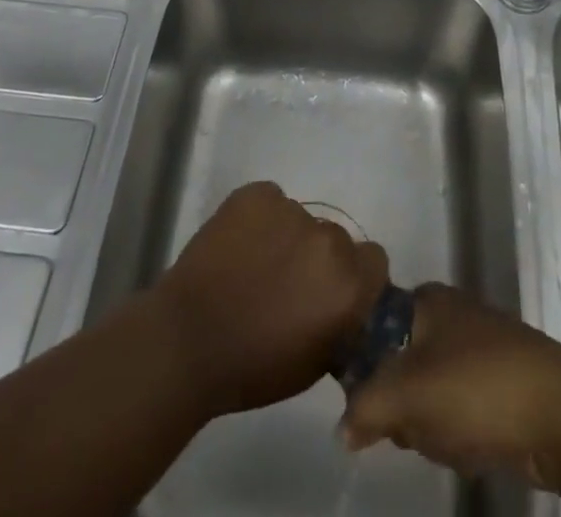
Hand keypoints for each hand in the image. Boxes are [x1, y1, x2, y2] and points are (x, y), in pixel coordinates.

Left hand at [152, 181, 388, 418]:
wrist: (187, 340)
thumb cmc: (253, 367)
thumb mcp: (315, 362)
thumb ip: (341, 322)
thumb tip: (345, 305)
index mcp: (348, 283)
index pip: (374, 261)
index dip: (355, 277)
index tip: (332, 292)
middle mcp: (328, 239)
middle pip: (336, 239)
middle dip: (317, 258)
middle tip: (288, 283)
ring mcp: (290, 210)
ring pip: (299, 220)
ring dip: (286, 239)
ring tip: (254, 266)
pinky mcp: (256, 193)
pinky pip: (269, 202)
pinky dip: (260, 220)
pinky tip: (238, 246)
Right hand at [340, 284, 560, 486]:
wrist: (560, 413)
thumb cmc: (475, 388)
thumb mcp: (405, 395)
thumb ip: (364, 407)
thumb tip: (343, 428)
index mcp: (425, 298)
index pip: (375, 325)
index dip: (366, 366)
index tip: (369, 401)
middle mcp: (451, 311)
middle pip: (402, 361)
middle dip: (402, 403)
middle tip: (410, 427)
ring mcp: (481, 343)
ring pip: (433, 388)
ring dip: (431, 422)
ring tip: (445, 441)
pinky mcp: (504, 378)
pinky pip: (464, 404)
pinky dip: (462, 429)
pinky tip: (473, 447)